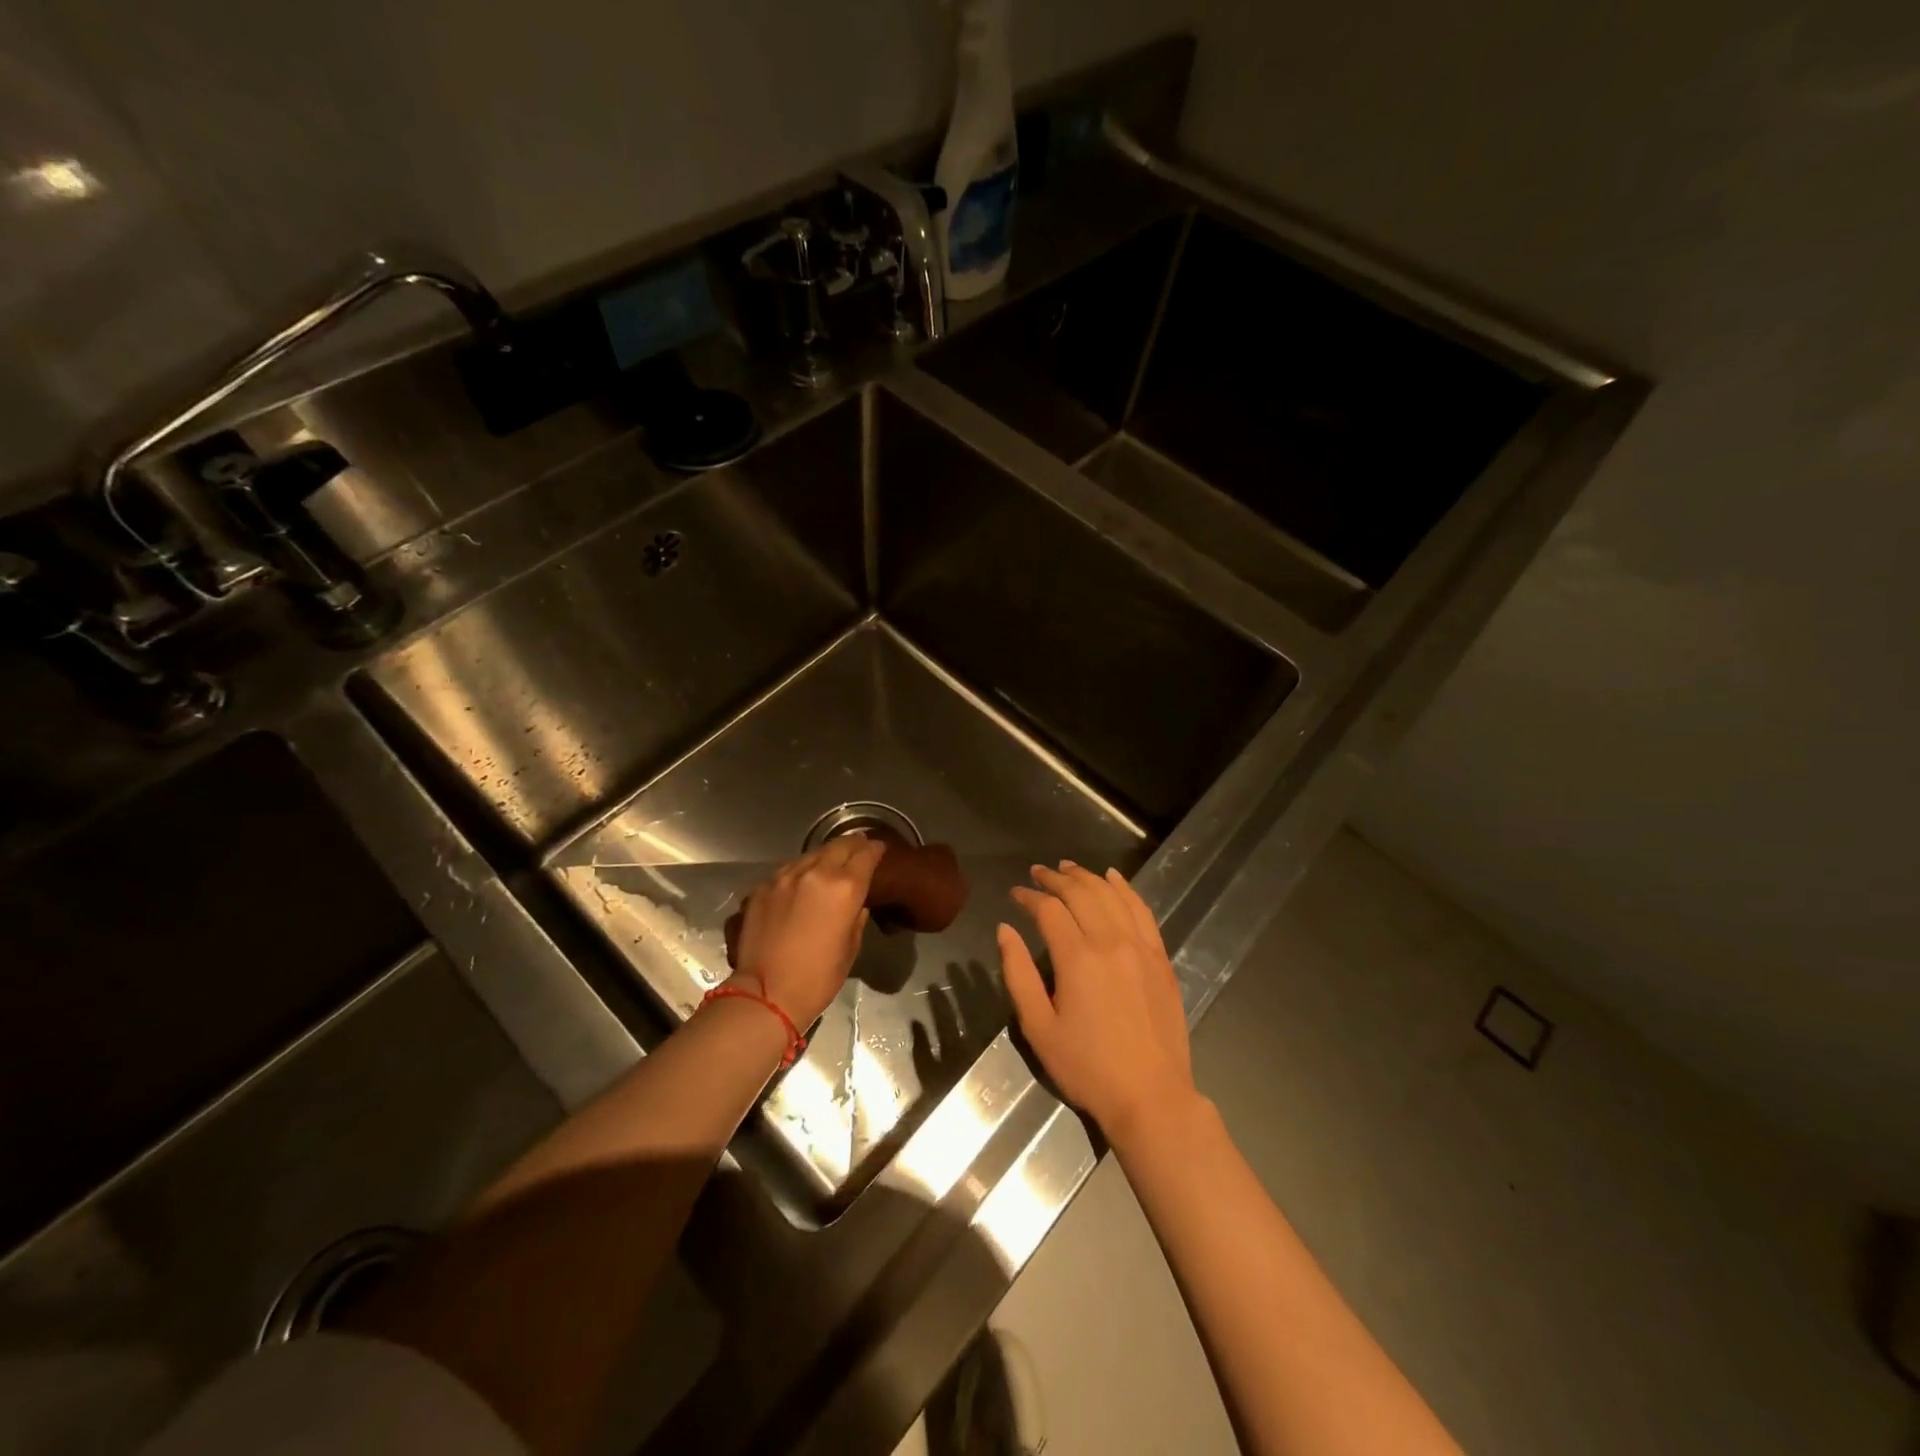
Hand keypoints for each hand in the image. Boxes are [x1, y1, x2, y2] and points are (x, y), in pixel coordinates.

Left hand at [730, 834, 884, 1026]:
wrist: (765, 994)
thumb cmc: (818, 978)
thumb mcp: (850, 947)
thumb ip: (857, 917)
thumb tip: (857, 903)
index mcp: (845, 887)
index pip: (866, 854)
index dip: (875, 850)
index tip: (879, 849)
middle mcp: (816, 872)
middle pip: (839, 846)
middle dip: (852, 845)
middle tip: (858, 848)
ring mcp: (785, 876)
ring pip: (811, 854)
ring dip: (824, 857)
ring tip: (829, 864)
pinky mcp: (762, 887)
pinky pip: (787, 870)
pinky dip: (799, 872)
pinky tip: (800, 883)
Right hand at [998, 862, 1195, 1148]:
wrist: (1150, 1095)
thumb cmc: (1087, 1067)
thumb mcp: (1038, 1027)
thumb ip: (1018, 973)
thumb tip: (1005, 930)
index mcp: (1077, 958)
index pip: (1049, 910)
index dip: (1029, 897)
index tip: (1015, 893)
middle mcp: (1111, 942)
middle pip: (1081, 894)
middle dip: (1055, 878)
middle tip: (1038, 872)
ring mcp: (1141, 947)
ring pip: (1111, 895)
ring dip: (1087, 877)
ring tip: (1068, 868)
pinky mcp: (1160, 958)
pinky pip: (1142, 911)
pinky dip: (1125, 889)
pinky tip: (1113, 878)